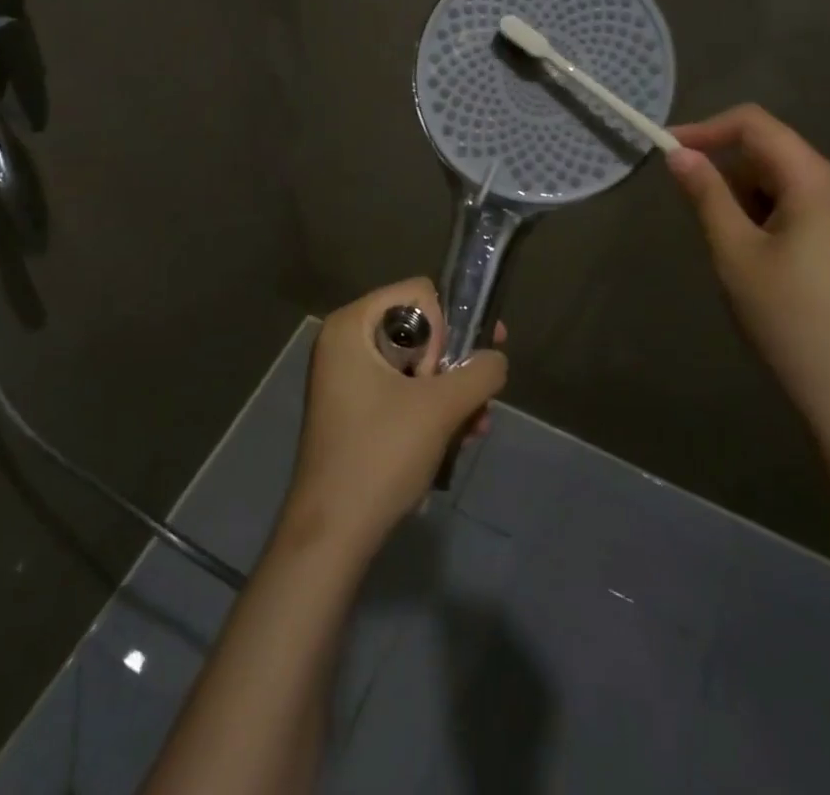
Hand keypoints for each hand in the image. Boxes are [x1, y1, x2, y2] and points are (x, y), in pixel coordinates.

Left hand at [283, 278, 507, 556]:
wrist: (332, 535)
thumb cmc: (380, 455)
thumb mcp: (440, 409)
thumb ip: (479, 374)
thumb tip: (497, 359)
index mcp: (351, 325)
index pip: (418, 293)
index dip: (447, 326)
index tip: (458, 367)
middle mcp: (345, 342)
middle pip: (419, 330)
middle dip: (455, 366)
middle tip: (479, 398)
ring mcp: (347, 379)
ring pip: (415, 366)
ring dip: (450, 394)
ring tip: (476, 429)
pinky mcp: (355, 411)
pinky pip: (402, 392)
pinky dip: (430, 411)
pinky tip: (458, 441)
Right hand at [667, 105, 829, 432]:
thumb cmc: (789, 317)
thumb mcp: (735, 252)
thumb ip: (707, 195)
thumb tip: (680, 154)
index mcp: (818, 181)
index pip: (756, 125)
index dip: (707, 129)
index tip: (668, 151)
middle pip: (773, 154)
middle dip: (728, 174)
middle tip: (698, 217)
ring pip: (787, 186)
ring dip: (748, 201)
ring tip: (732, 252)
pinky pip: (805, 212)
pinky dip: (771, 220)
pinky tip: (762, 266)